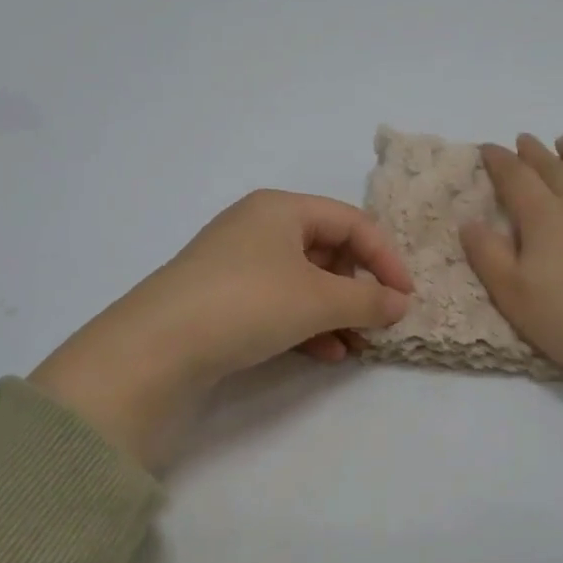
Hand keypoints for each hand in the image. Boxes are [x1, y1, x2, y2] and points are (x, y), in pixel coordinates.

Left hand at [30, 190, 413, 471]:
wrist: (157, 347)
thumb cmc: (248, 302)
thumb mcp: (317, 299)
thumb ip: (367, 299)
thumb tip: (400, 303)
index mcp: (281, 209)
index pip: (352, 222)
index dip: (385, 258)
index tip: (406, 298)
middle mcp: (258, 227)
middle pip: (327, 250)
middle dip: (357, 289)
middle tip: (377, 323)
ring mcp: (236, 263)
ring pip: (303, 281)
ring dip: (334, 312)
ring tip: (355, 346)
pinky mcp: (221, 298)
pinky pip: (278, 303)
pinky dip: (305, 324)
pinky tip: (324, 354)